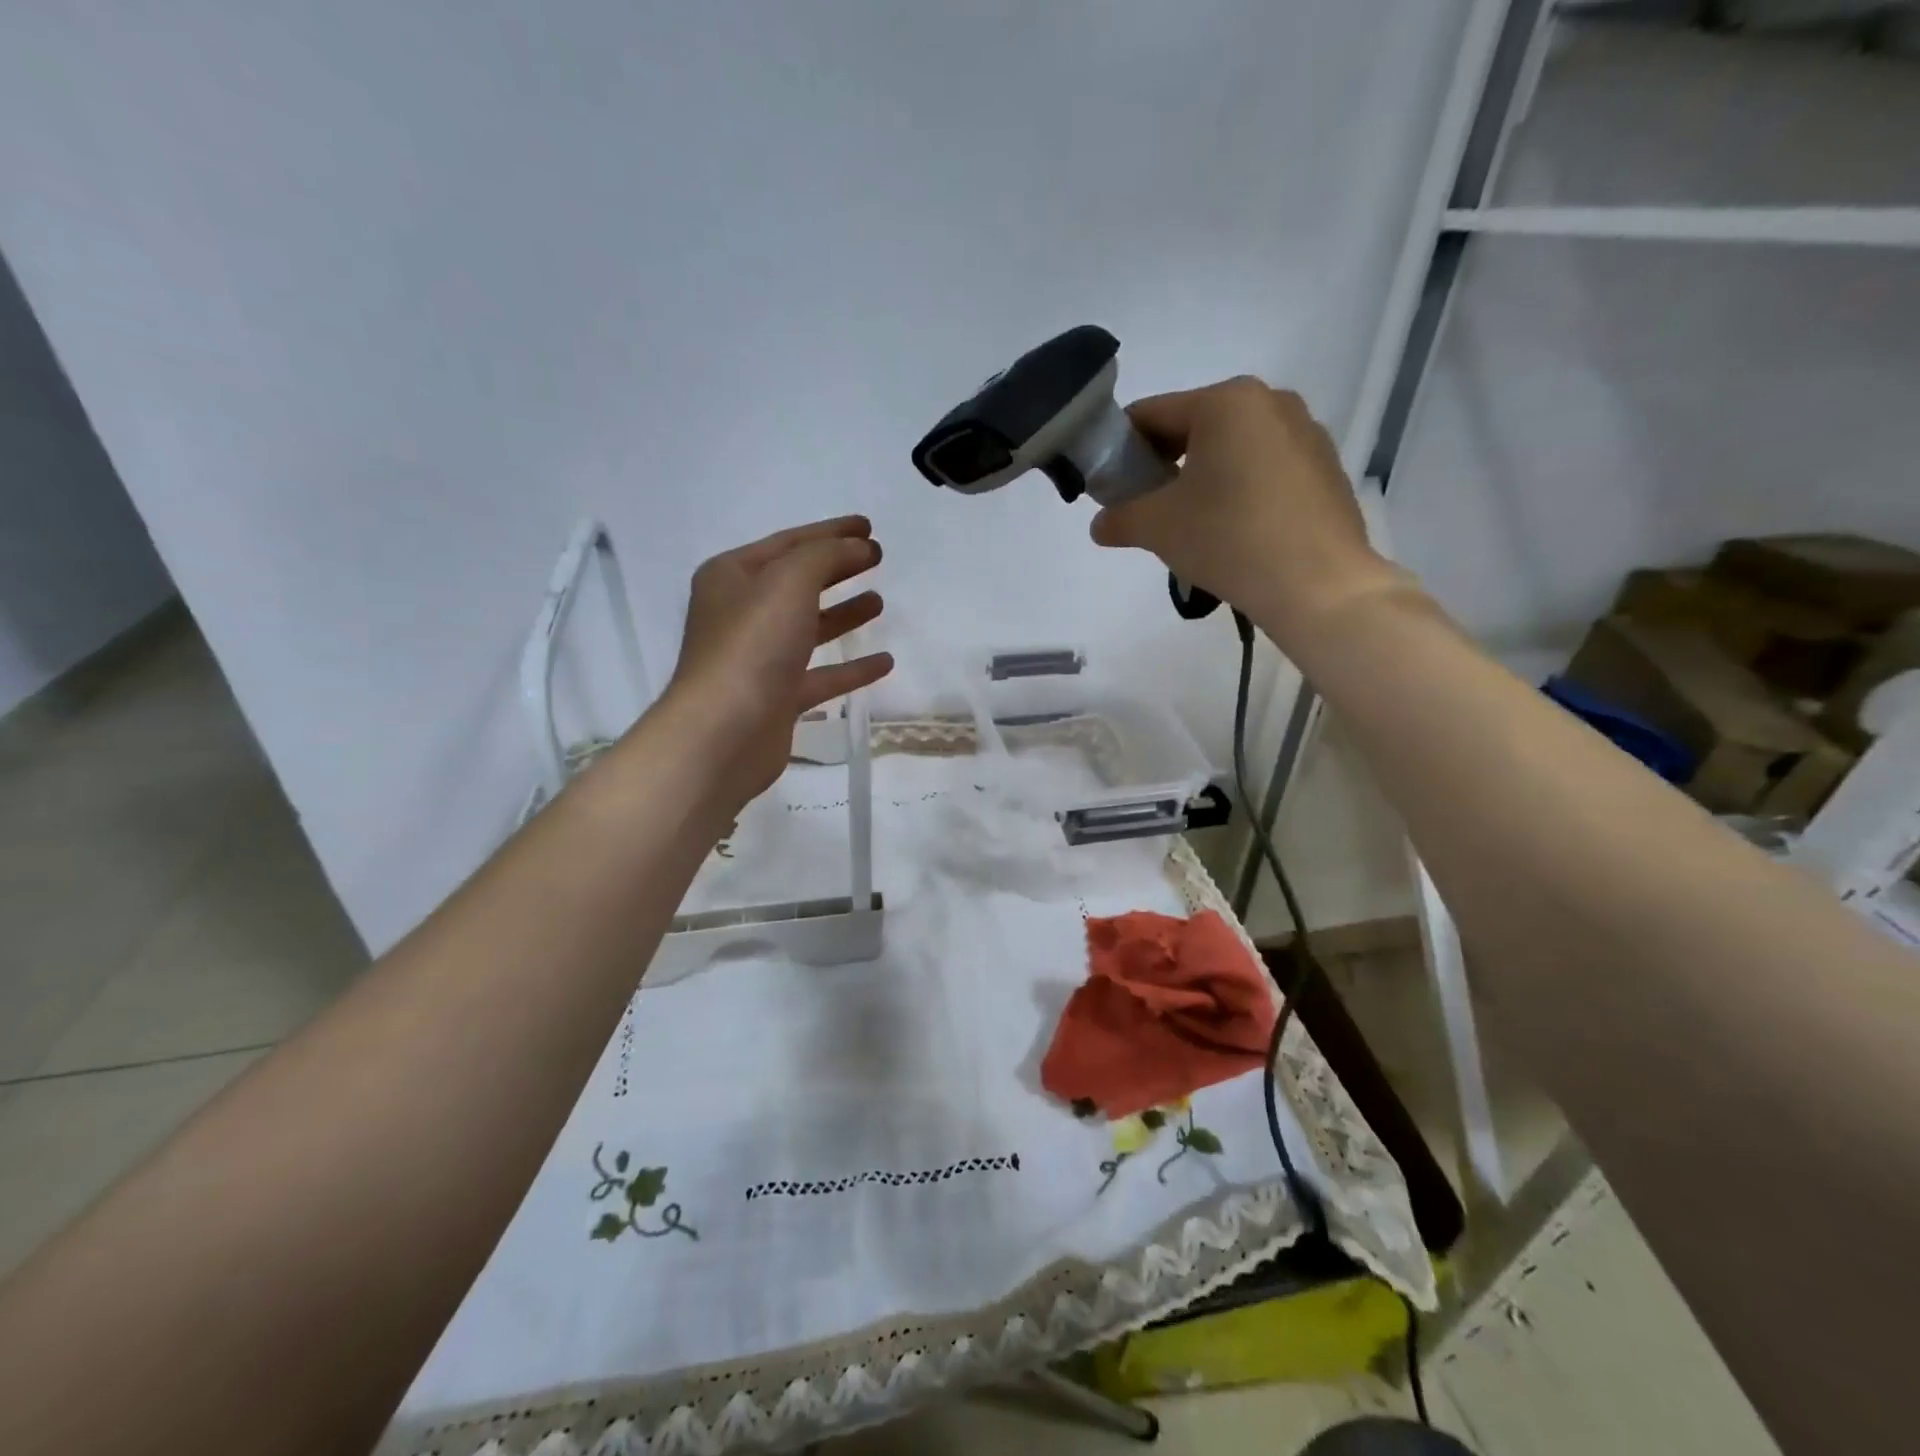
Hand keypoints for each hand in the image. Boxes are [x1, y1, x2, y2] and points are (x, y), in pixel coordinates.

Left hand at [663, 516, 892, 809]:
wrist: (724, 733)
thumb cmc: (753, 645)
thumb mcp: (789, 581)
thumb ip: (826, 555)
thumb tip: (857, 547)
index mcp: (732, 577)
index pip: (789, 543)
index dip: (831, 532)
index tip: (869, 528)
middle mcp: (741, 614)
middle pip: (798, 583)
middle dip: (837, 568)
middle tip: (877, 558)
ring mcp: (759, 659)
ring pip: (809, 628)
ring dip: (844, 614)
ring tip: (879, 602)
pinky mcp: (777, 698)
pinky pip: (821, 675)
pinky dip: (851, 668)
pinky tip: (885, 662)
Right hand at [1090, 377, 1405, 645]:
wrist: (1318, 585)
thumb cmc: (1229, 538)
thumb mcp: (1157, 527)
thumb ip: (1119, 518)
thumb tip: (1101, 525)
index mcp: (1226, 400)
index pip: (1151, 415)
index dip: (1120, 450)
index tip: (1110, 488)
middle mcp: (1270, 402)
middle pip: (1195, 428)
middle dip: (1164, 466)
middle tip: (1149, 510)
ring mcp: (1306, 433)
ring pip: (1233, 449)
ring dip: (1204, 479)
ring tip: (1195, 526)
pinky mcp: (1326, 469)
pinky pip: (1266, 470)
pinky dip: (1242, 491)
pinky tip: (1237, 532)